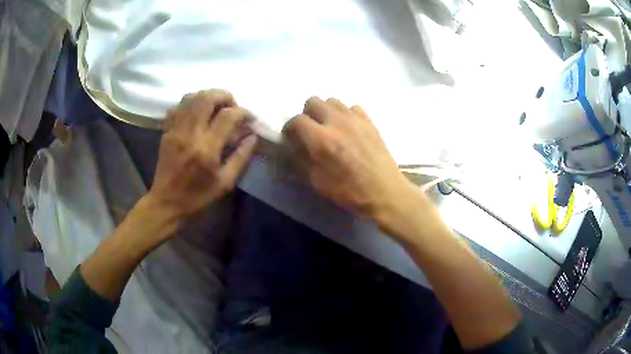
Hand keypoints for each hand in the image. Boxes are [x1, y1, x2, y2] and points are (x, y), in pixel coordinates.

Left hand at [148, 89, 256, 218]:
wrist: (166, 202)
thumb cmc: (198, 196)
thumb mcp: (225, 183)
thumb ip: (241, 157)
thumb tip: (252, 136)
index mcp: (207, 148)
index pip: (228, 116)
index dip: (243, 112)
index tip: (249, 118)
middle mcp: (190, 133)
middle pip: (207, 98)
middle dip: (224, 95)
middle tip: (232, 104)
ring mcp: (176, 130)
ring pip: (191, 98)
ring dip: (207, 96)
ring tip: (216, 105)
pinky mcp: (167, 131)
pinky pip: (178, 107)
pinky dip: (190, 104)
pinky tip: (197, 113)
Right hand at [283, 97, 414, 221]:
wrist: (385, 192)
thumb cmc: (350, 192)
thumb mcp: (318, 182)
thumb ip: (302, 159)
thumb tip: (295, 145)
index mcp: (321, 140)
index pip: (297, 120)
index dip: (290, 128)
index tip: (291, 137)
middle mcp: (337, 122)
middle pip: (313, 101)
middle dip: (307, 114)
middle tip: (310, 130)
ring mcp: (355, 119)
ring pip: (332, 101)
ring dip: (326, 112)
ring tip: (329, 128)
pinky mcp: (369, 121)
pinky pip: (352, 107)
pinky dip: (345, 114)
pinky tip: (348, 129)